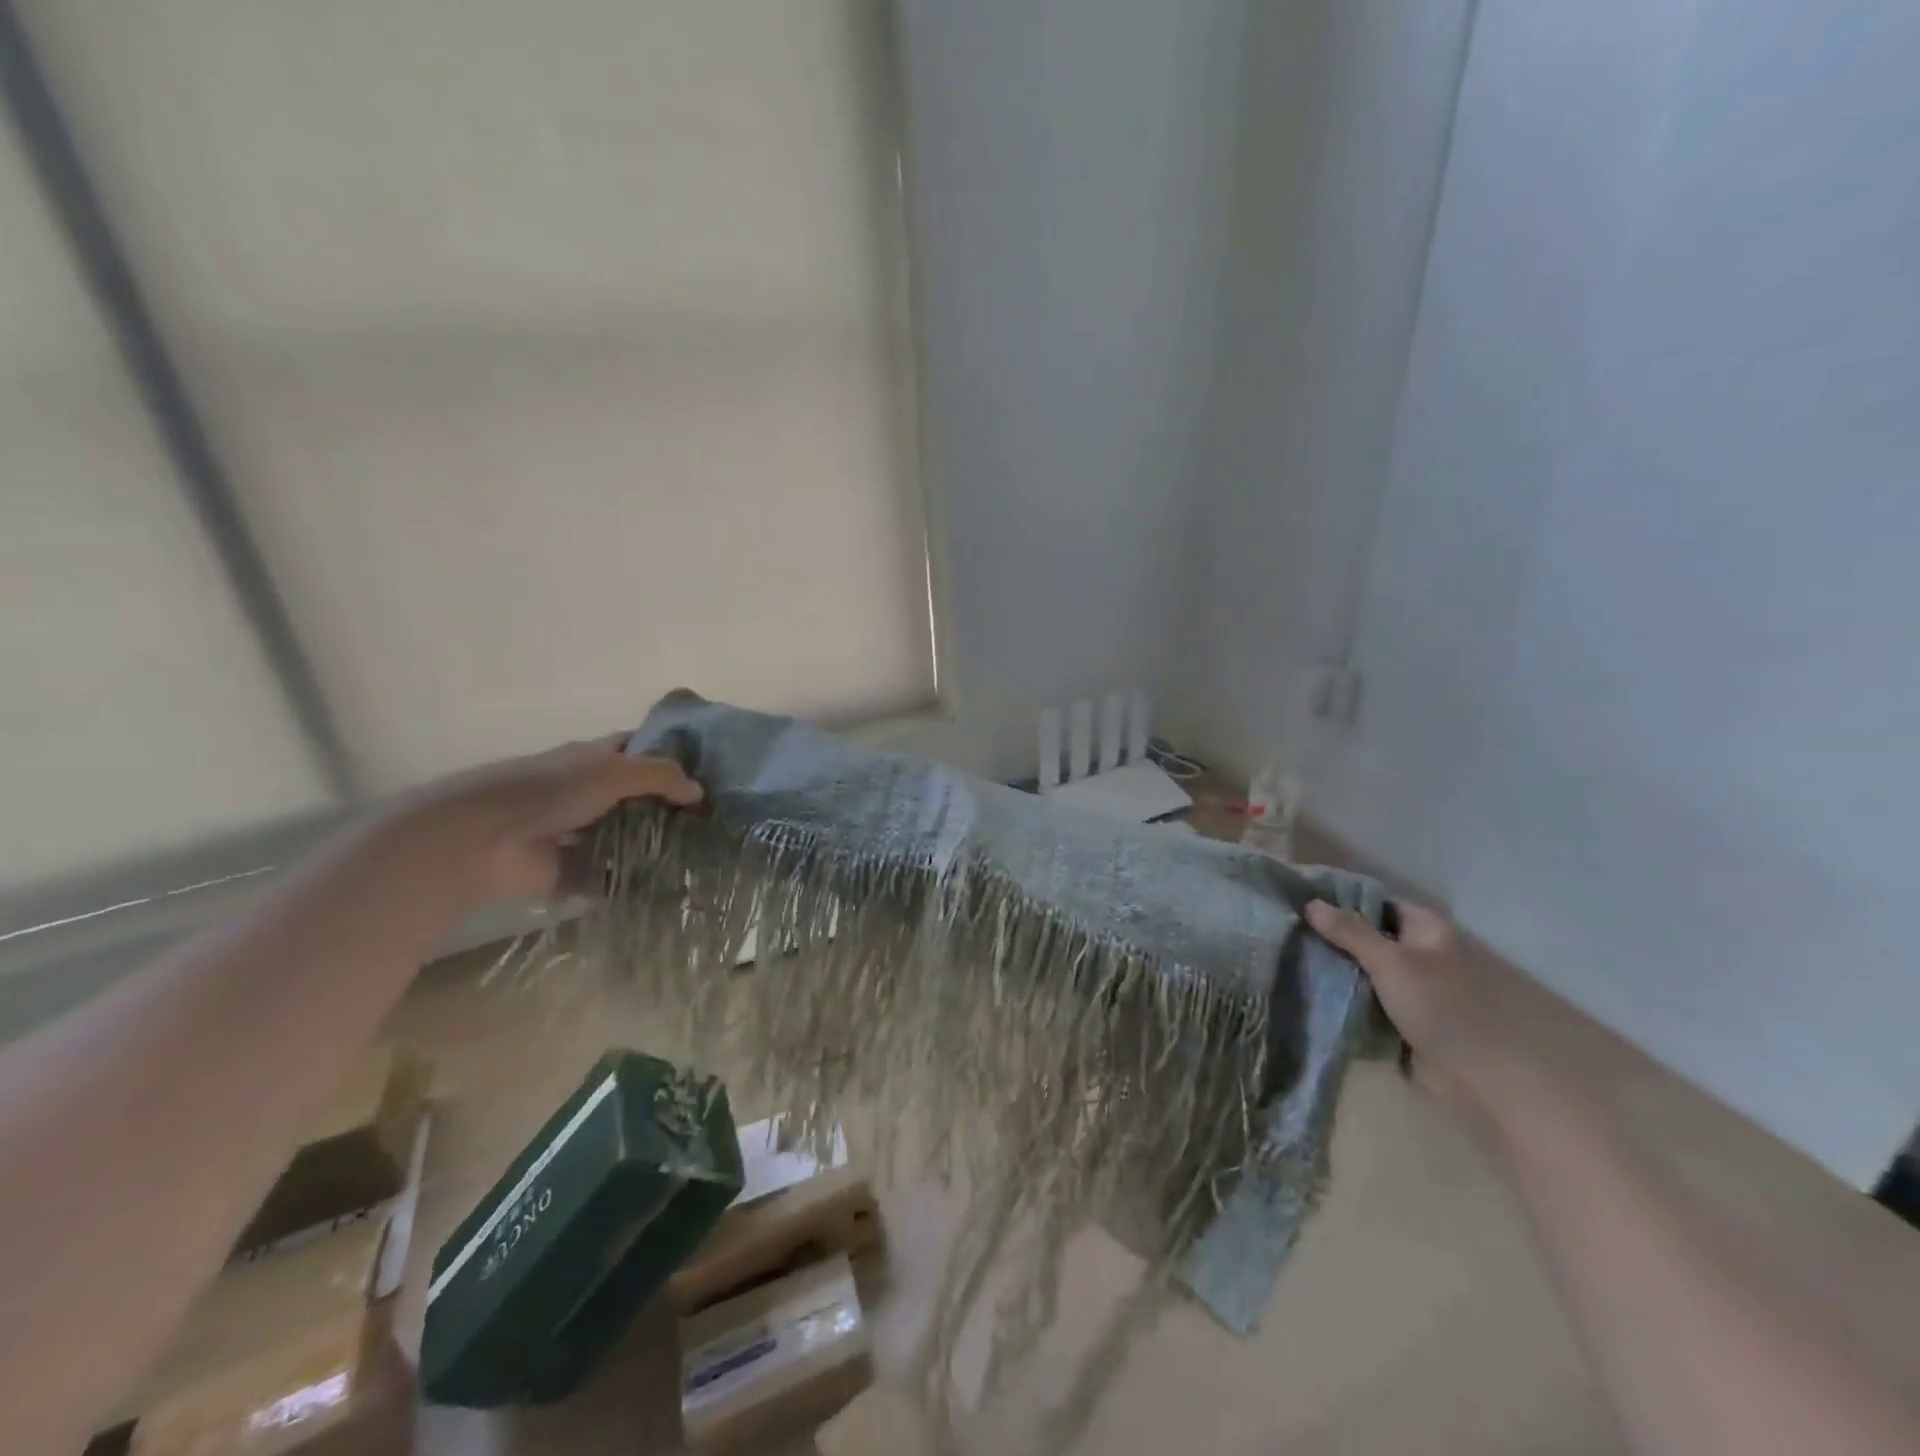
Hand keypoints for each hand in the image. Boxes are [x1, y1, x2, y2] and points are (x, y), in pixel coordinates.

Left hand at [406, 736, 701, 903]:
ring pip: (629, 838)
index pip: (640, 749)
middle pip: (639, 797)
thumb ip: (660, 776)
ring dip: (656, 847)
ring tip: (704, 858)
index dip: (672, 755)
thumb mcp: (613, 771)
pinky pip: (612, 876)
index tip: (710, 770)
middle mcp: (590, 793)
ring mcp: (582, 834)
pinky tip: (673, 888)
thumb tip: (699, 792)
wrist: (482, 840)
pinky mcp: (573, 872)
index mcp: (595, 759)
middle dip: (672, 808)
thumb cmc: (548, 790)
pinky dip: (634, 883)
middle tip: (717, 821)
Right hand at [1305, 898, 1552, 1134]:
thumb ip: (1350, 932)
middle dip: (1331, 936)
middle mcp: (1418, 952)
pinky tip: (1308, 989)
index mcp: (1425, 929)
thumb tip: (1310, 902)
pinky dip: (1343, 995)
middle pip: (1366, 935)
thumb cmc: (1442, 1008)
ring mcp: (1410, 986)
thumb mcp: (1392, 962)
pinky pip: (1365, 997)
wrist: (1482, 1080)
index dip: (1339, 900)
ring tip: (1288, 956)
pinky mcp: (1402, 1017)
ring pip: (1362, 968)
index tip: (1298, 900)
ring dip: (1334, 968)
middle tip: (1286, 931)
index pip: (1375, 902)